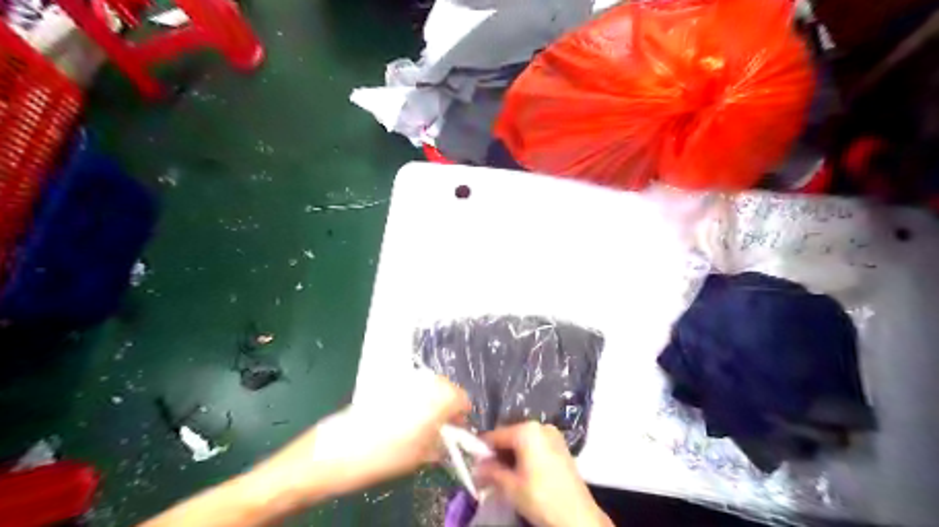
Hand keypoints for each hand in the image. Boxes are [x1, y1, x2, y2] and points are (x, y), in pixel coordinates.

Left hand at [255, 372, 469, 499]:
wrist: (335, 451)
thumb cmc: (383, 456)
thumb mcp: (419, 456)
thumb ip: (440, 443)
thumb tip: (448, 439)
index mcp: (437, 397)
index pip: (462, 398)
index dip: (462, 416)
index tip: (457, 432)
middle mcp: (422, 381)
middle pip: (446, 388)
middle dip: (446, 407)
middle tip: (439, 431)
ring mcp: (402, 379)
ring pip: (427, 387)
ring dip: (430, 403)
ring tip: (419, 427)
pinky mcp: (384, 383)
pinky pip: (409, 388)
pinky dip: (413, 401)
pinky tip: (401, 420)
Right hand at [473, 424, 613, 525]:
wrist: (578, 517)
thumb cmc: (541, 497)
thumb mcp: (510, 486)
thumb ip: (490, 472)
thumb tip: (476, 466)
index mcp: (527, 430)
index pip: (495, 435)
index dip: (481, 450)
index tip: (472, 463)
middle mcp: (540, 426)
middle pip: (510, 437)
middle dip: (497, 454)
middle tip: (487, 473)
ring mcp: (553, 436)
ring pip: (523, 443)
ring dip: (510, 457)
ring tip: (502, 476)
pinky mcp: (561, 447)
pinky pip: (535, 447)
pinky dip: (525, 458)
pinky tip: (520, 475)